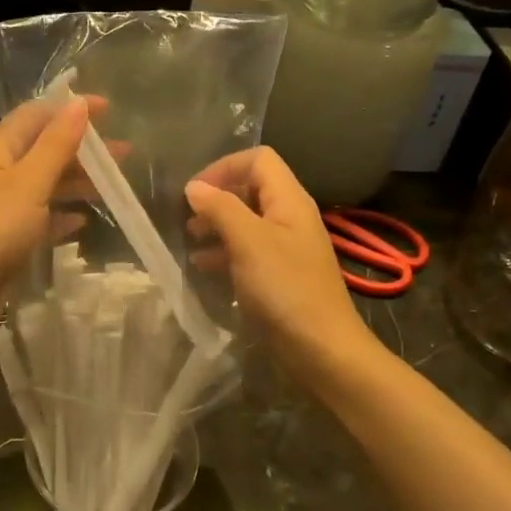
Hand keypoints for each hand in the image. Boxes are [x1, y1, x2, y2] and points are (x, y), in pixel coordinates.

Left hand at [0, 96, 90, 344]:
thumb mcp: (28, 184)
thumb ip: (56, 145)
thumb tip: (78, 103)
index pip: (35, 115)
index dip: (70, 108)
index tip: (109, 109)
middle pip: (42, 149)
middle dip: (82, 148)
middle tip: (124, 153)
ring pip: (43, 185)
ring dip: (76, 181)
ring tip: (114, 185)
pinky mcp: (3, 240)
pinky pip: (38, 219)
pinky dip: (60, 216)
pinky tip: (82, 221)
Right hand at [184, 147, 371, 383]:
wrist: (322, 349)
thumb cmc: (285, 289)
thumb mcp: (248, 242)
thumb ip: (220, 208)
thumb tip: (194, 187)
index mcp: (289, 200)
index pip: (258, 160)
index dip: (224, 167)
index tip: (194, 192)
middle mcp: (290, 217)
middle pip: (251, 189)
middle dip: (217, 197)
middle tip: (187, 218)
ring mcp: (286, 248)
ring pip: (247, 221)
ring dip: (217, 225)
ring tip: (190, 240)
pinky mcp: (280, 276)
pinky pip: (248, 251)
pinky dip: (224, 252)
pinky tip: (202, 267)